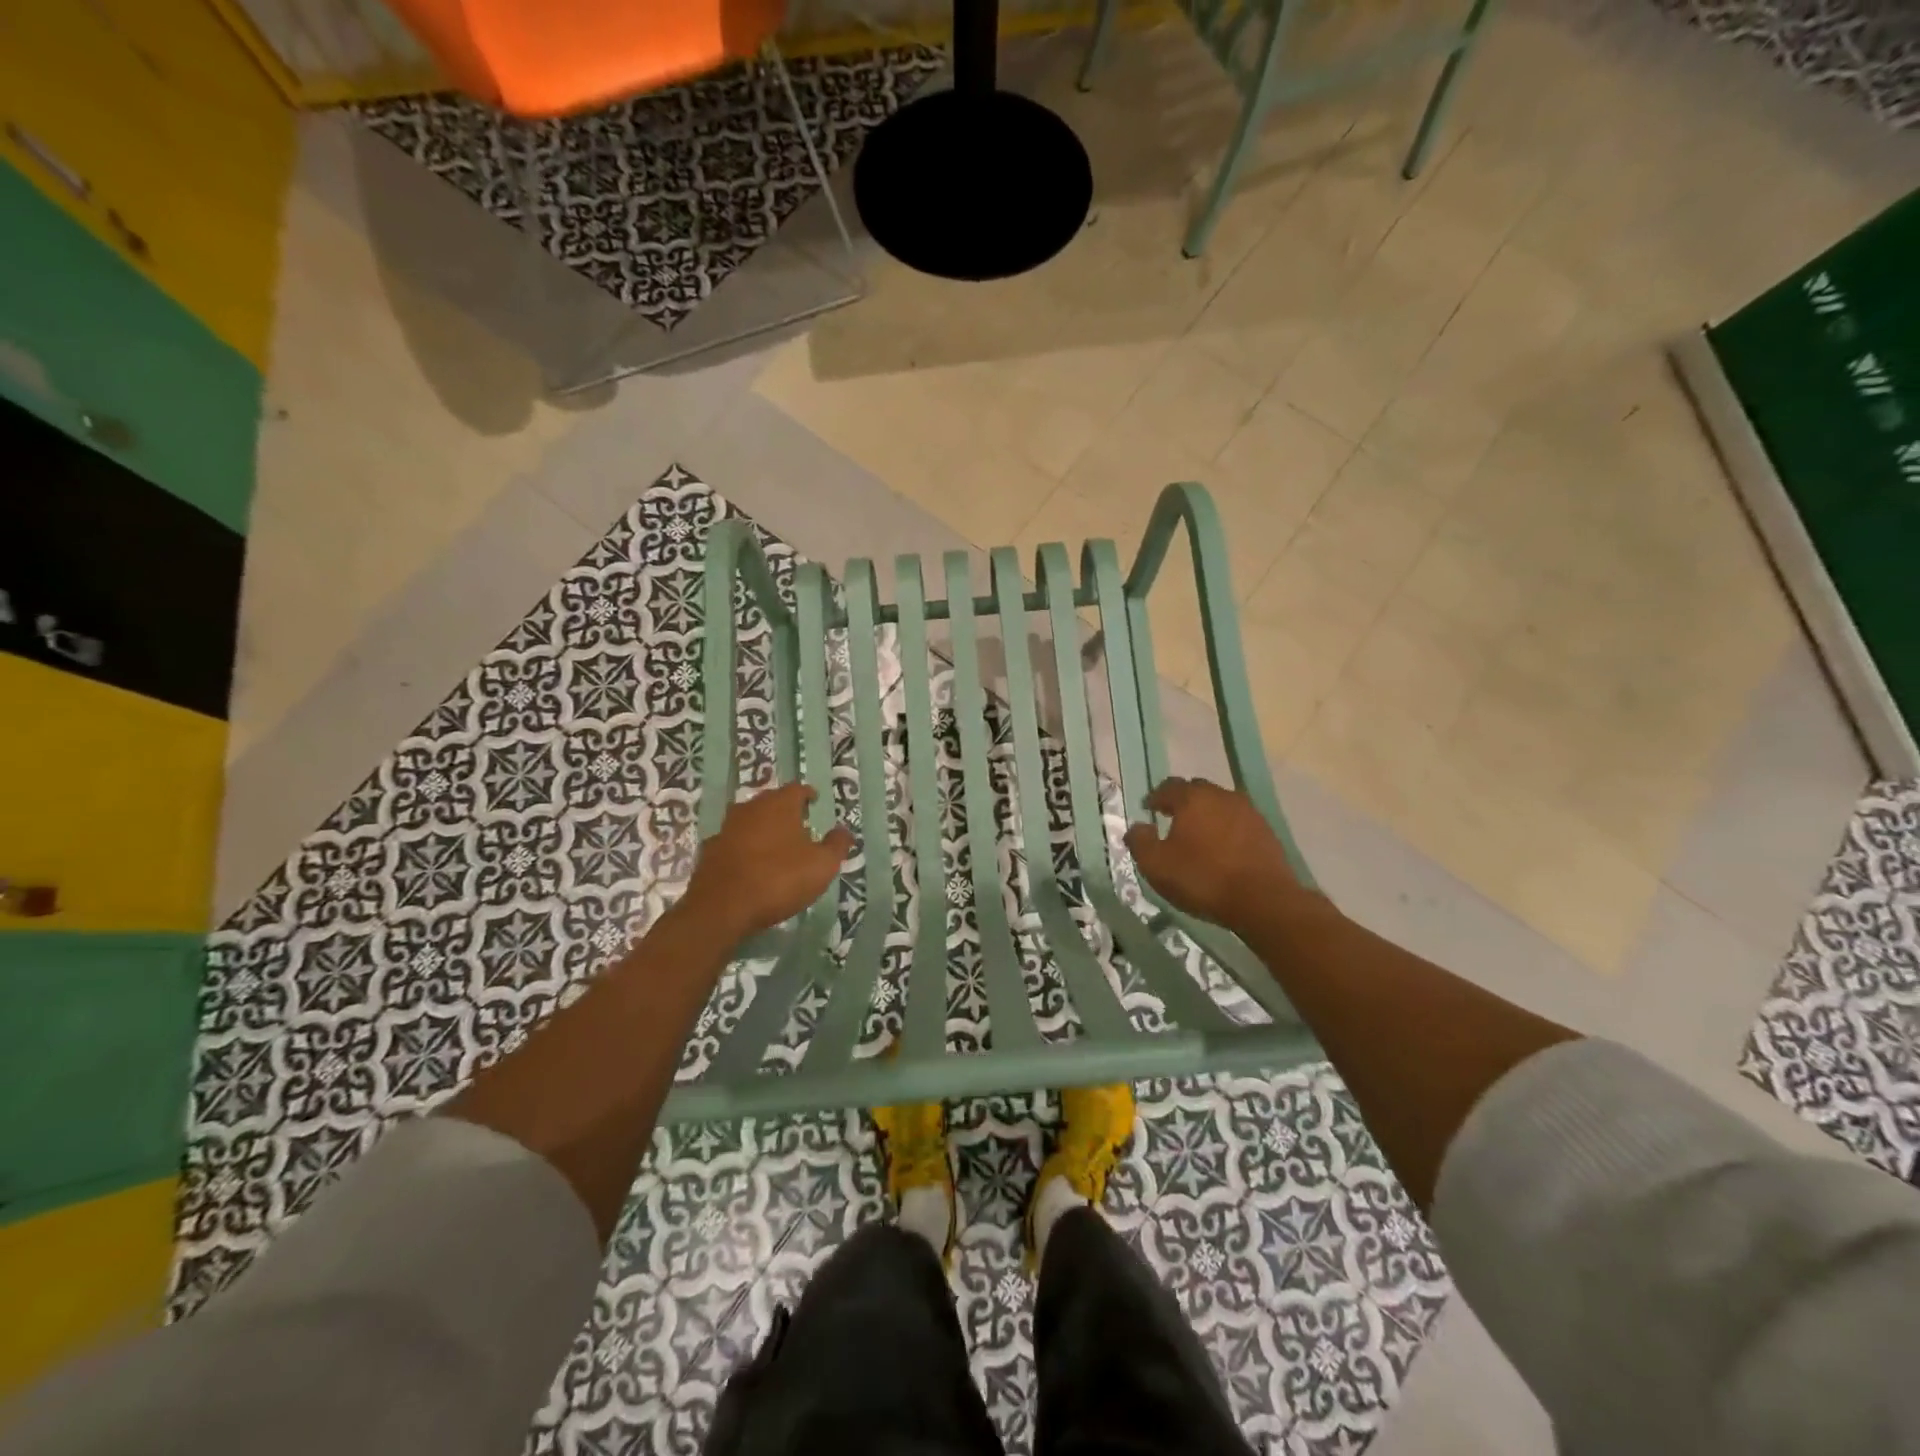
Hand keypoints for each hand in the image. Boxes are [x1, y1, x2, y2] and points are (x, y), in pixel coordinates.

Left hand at [682, 783, 853, 938]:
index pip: (796, 789)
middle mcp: (751, 809)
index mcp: (779, 805)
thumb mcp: (822, 865)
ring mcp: (726, 829)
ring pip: (749, 820)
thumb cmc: (779, 879)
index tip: (814, 800)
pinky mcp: (710, 851)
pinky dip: (743, 848)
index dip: (807, 794)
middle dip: (784, 809)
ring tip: (774, 843)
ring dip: (761, 828)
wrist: (722, 908)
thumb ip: (836, 845)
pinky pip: (732, 843)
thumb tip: (844, 830)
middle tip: (797, 822)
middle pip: (770, 801)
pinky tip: (749, 863)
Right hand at [1123, 777, 1314, 929]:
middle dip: (1182, 801)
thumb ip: (1140, 841)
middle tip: (1172, 818)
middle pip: (1197, 790)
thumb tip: (1137, 827)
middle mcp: (1222, 796)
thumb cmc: (1203, 878)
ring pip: (1220, 804)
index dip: (1156, 797)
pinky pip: (1238, 821)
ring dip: (1207, 814)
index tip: (1148, 809)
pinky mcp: (1266, 831)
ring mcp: (1248, 812)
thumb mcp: (1156, 865)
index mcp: (1193, 798)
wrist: (1263, 900)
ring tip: (1198, 835)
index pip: (1169, 786)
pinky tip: (1223, 848)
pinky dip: (1226, 828)